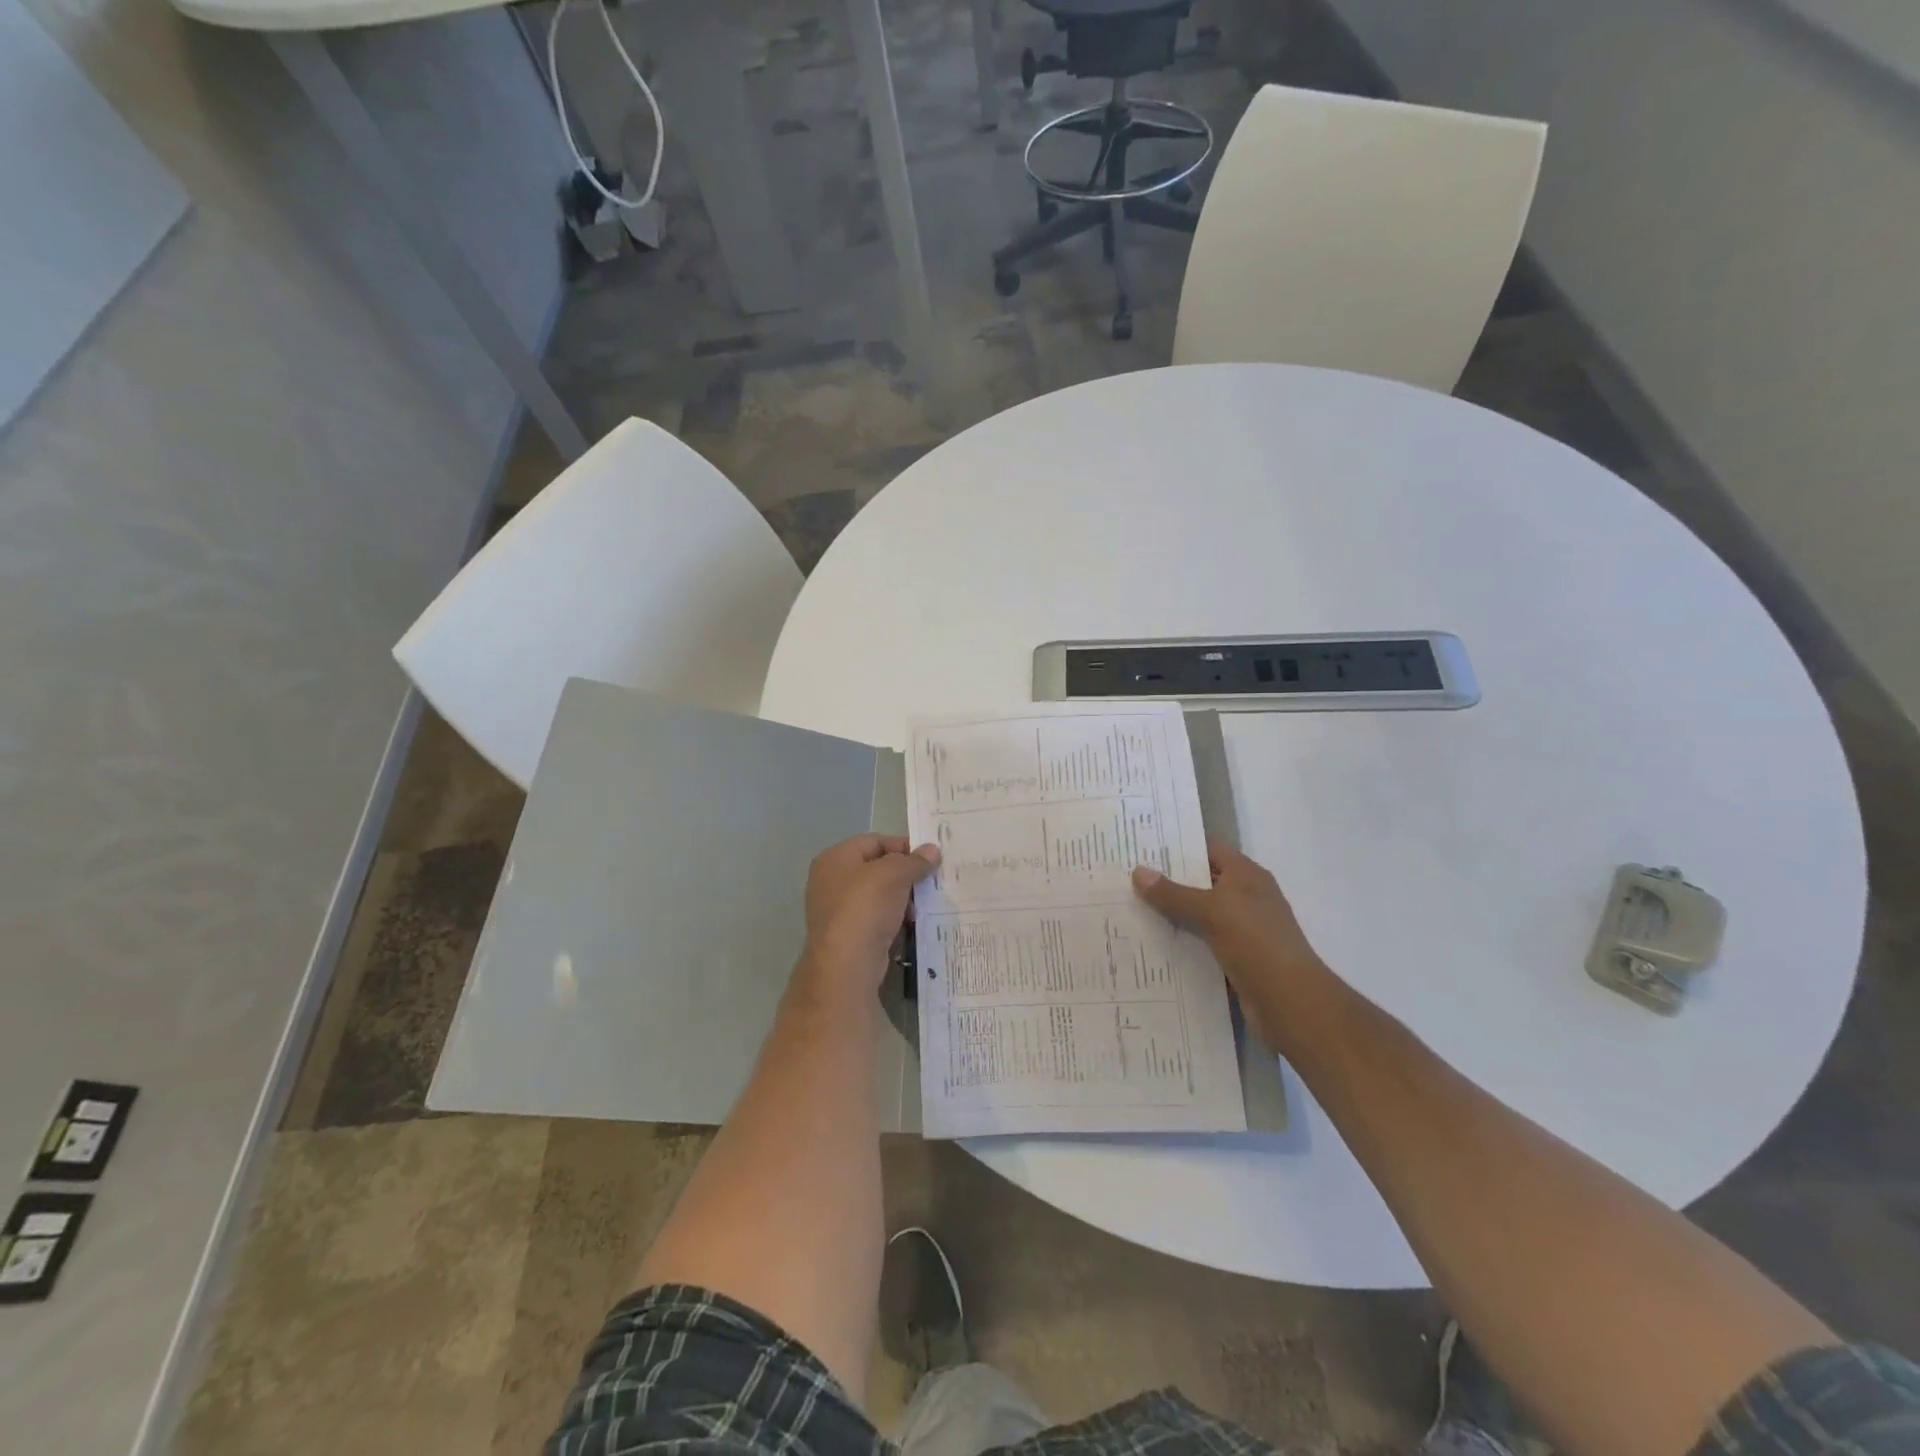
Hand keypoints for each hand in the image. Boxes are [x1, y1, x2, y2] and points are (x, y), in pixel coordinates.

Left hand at [797, 834, 940, 1003]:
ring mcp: (836, 910)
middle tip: (930, 881)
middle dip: (904, 873)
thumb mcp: (894, 874)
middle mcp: (830, 880)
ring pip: (877, 895)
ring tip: (922, 905)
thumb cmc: (866, 906)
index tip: (929, 858)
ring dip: (901, 898)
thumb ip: (914, 860)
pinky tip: (910, 924)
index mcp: (835, 858)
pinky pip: (875, 918)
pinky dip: (893, 918)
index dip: (903, 846)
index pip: (874, 841)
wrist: (847, 963)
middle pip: (875, 868)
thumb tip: (932, 850)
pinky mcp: (847, 935)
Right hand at [1131, 842, 1327, 1045]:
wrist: (1290, 1002)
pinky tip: (1151, 942)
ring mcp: (1242, 929)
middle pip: (1202, 881)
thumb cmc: (1256, 943)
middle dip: (1168, 881)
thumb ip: (1173, 893)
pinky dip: (1181, 941)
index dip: (1179, 846)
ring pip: (1199, 914)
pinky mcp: (1236, 958)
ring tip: (1130, 907)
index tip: (1143, 847)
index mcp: (1247, 876)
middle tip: (1128, 877)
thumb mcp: (1211, 911)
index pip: (1209, 849)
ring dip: (1171, 914)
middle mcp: (1246, 898)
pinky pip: (1202, 942)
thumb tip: (1138, 871)